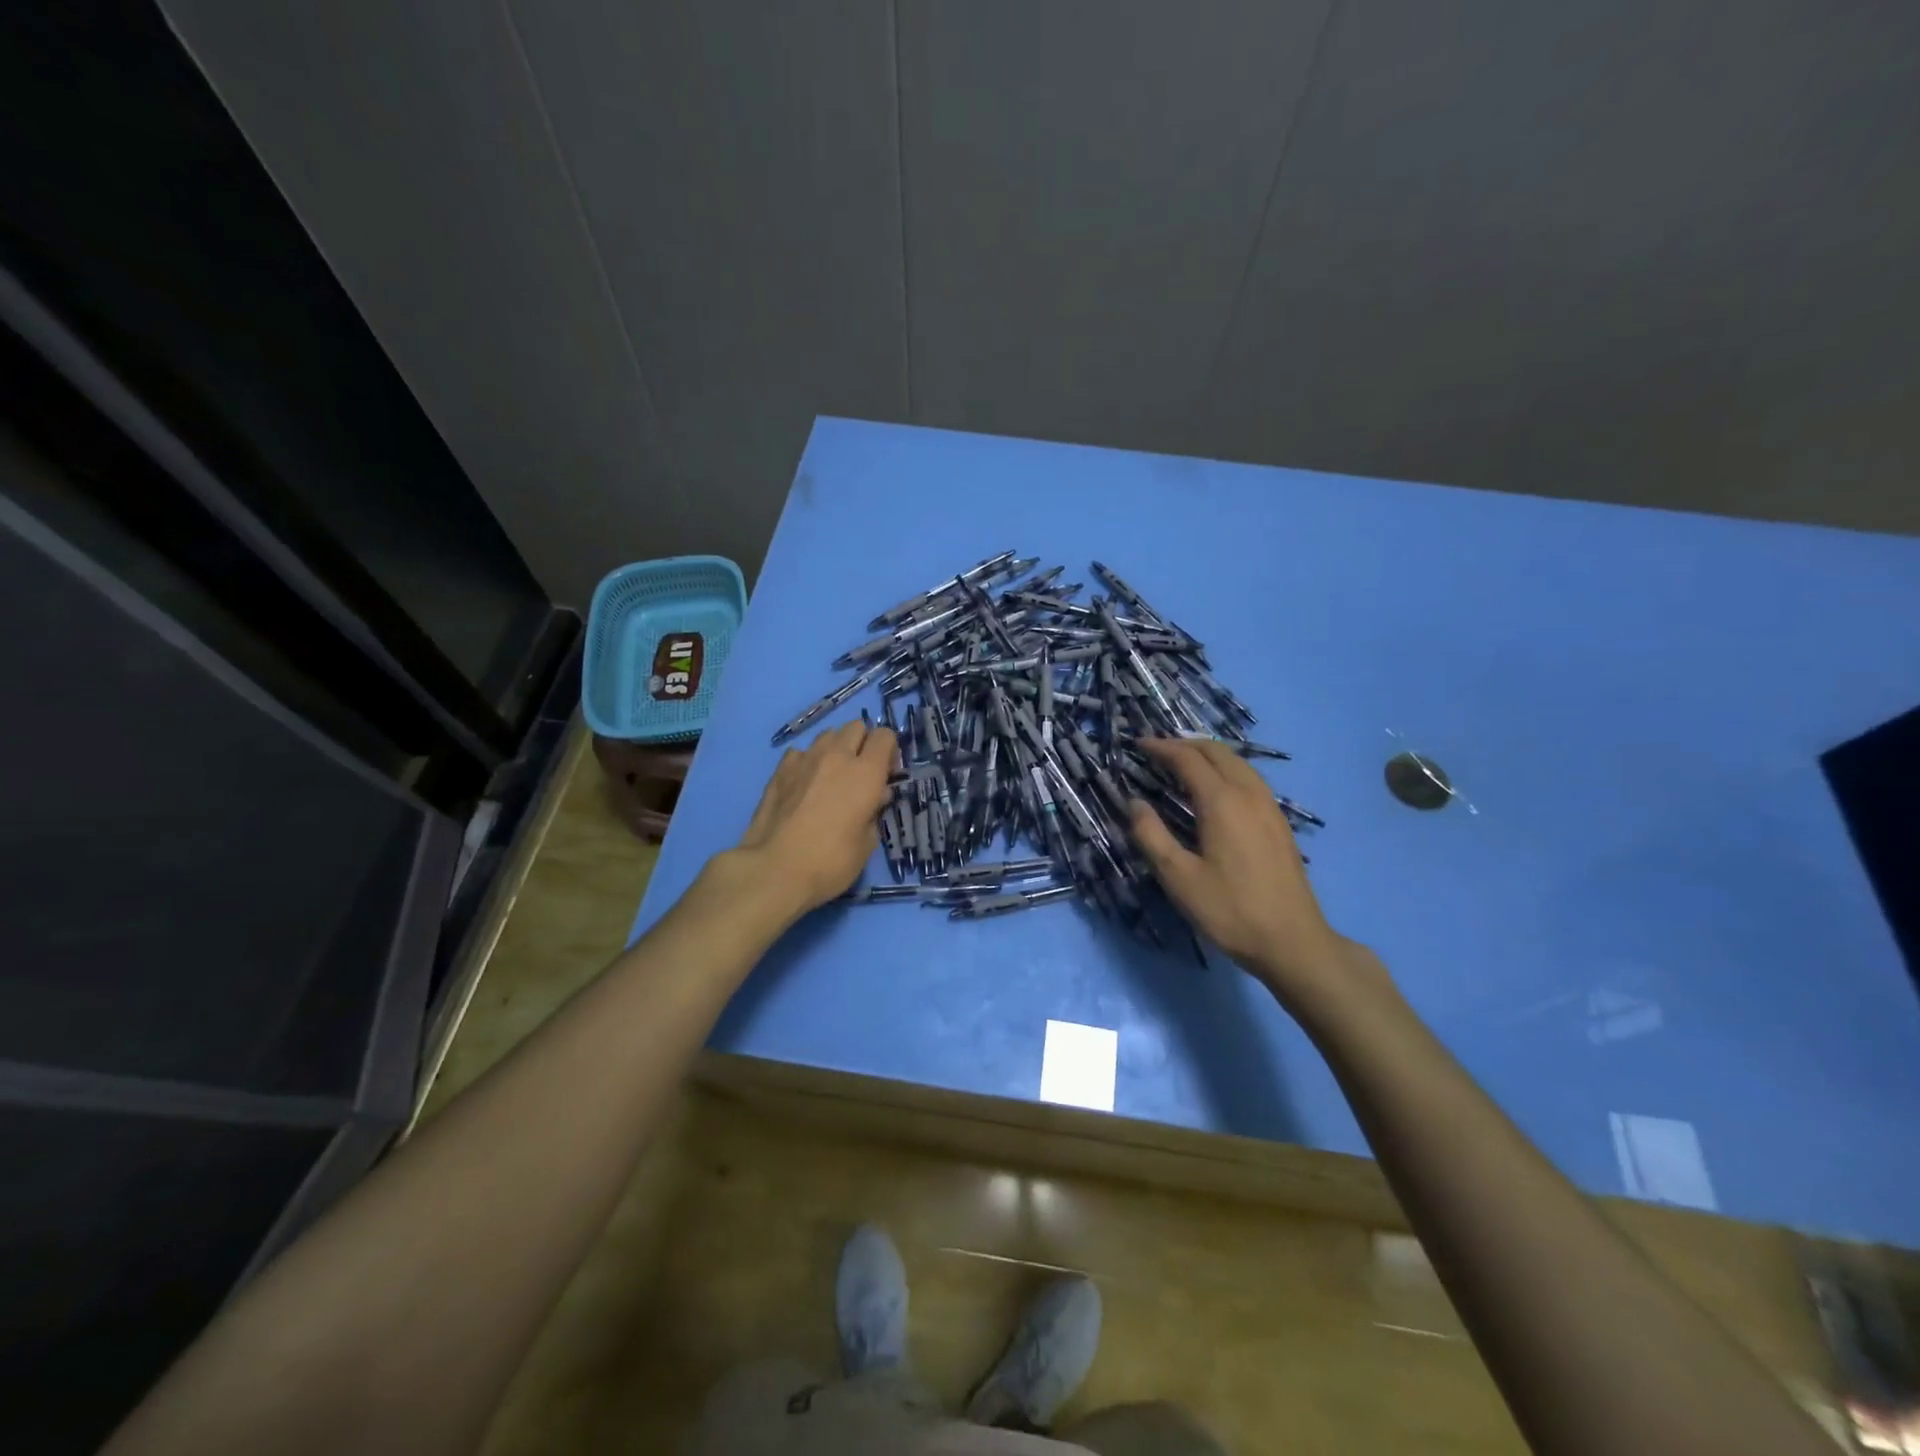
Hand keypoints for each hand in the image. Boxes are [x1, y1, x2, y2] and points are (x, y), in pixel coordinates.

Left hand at [733, 719, 896, 917]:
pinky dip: (807, 762)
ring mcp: (805, 759)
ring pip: (827, 735)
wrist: (774, 870)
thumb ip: (875, 813)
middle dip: (862, 743)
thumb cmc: (830, 862)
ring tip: (831, 776)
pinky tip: (804, 784)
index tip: (886, 775)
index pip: (885, 736)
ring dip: (835, 749)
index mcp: (866, 773)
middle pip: (856, 727)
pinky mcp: (779, 770)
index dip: (889, 751)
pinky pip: (800, 752)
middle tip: (861, 773)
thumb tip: (876, 797)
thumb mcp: (867, 844)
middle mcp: (837, 756)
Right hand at [1128, 738, 1381, 1007]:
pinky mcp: (1279, 822)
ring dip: (1207, 755)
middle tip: (1157, 751)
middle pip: (1216, 752)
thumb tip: (1133, 802)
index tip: (1138, 745)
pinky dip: (1226, 769)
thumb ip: (1151, 835)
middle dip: (1184, 744)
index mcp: (1222, 802)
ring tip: (1183, 763)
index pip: (1188, 759)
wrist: (1292, 941)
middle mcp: (1248, 794)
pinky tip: (1216, 789)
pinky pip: (1249, 778)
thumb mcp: (1178, 877)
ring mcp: (1269, 807)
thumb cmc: (1229, 910)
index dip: (1161, 748)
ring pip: (1237, 763)